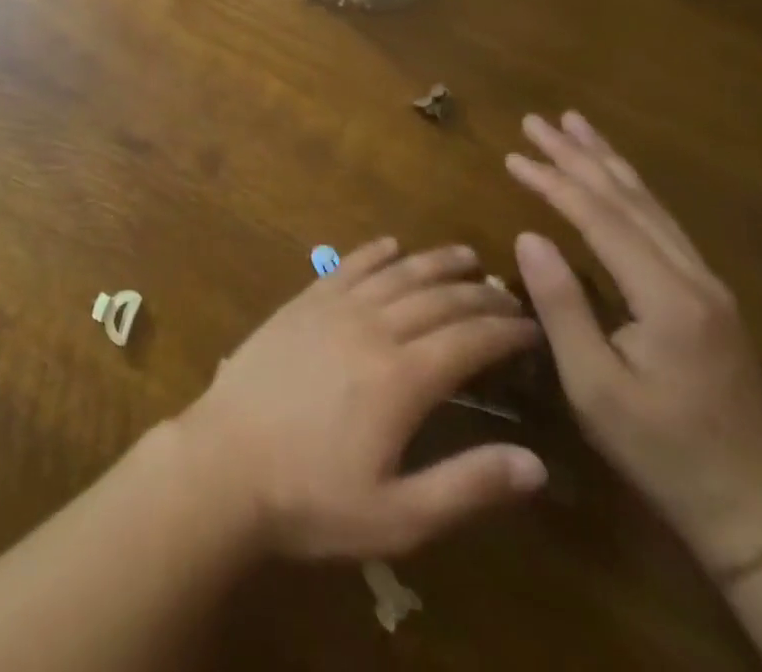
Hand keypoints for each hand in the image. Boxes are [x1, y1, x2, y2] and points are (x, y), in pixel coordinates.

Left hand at [178, 238, 545, 560]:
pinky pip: (345, 267)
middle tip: (508, 294)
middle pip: (436, 299)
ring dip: (433, 262)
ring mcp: (331, 309)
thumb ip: (468, 486)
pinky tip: (390, 245)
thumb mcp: (399, 517)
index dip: (505, 331)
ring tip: (464, 257)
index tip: (533, 326)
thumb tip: (536, 464)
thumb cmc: (312, 498)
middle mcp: (371, 329)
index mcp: (401, 378)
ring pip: (394, 274)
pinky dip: (373, 252)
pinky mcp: (300, 303)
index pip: (468, 340)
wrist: (225, 461)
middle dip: (478, 295)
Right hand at [506, 112, 761, 572]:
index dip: (554, 183)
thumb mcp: (594, 386)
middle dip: (579, 155)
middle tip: (537, 119)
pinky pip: (661, 224)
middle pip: (628, 200)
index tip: (512, 155)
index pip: (600, 220)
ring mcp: (707, 286)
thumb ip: (561, 306)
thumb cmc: (660, 449)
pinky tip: (614, 178)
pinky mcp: (707, 297)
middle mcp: (693, 279)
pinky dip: (629, 190)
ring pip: (650, 206)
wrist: (754, 507)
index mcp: (667, 298)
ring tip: (575, 125)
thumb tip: (528, 236)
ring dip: (607, 163)